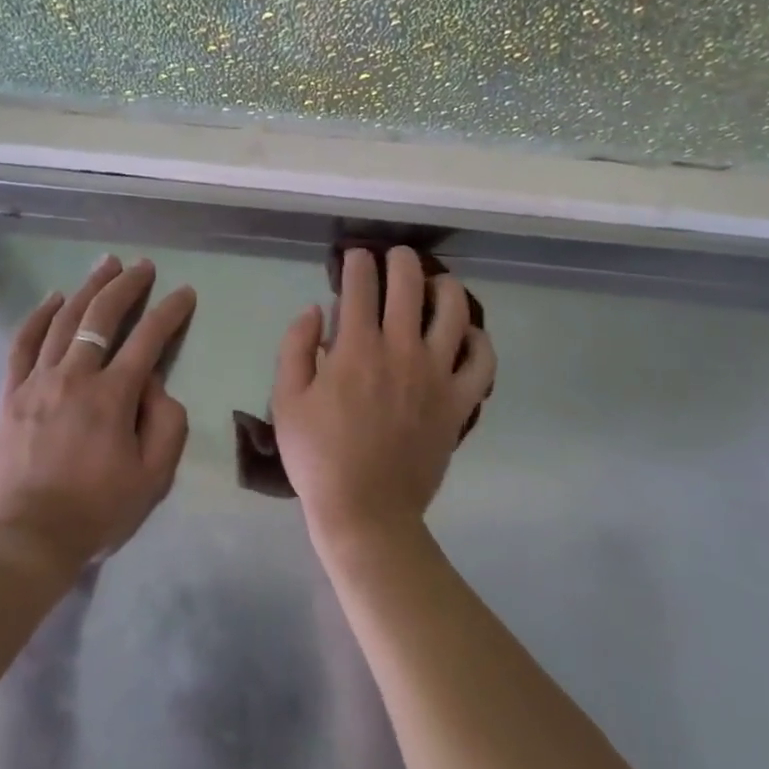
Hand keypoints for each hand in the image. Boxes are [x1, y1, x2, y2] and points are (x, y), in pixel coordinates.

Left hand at [0, 256, 195, 570]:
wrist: (26, 541)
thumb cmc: (96, 511)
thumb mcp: (153, 477)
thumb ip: (167, 424)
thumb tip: (156, 385)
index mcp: (112, 396)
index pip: (149, 338)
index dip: (170, 311)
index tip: (184, 293)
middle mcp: (74, 376)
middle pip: (102, 316)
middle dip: (127, 286)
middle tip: (143, 266)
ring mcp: (37, 382)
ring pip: (63, 321)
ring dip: (87, 288)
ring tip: (105, 265)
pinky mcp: (9, 395)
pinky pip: (22, 345)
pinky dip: (37, 317)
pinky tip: (52, 298)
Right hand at [272, 247, 495, 549]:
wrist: (366, 512)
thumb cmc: (318, 456)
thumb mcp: (286, 399)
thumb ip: (296, 347)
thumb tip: (314, 309)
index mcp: (356, 348)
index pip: (360, 285)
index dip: (357, 262)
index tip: (355, 257)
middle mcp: (401, 350)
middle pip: (410, 284)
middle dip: (401, 260)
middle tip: (395, 257)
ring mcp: (436, 375)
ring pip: (454, 311)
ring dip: (445, 287)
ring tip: (436, 284)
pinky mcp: (459, 402)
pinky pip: (482, 362)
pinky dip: (479, 340)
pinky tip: (468, 334)